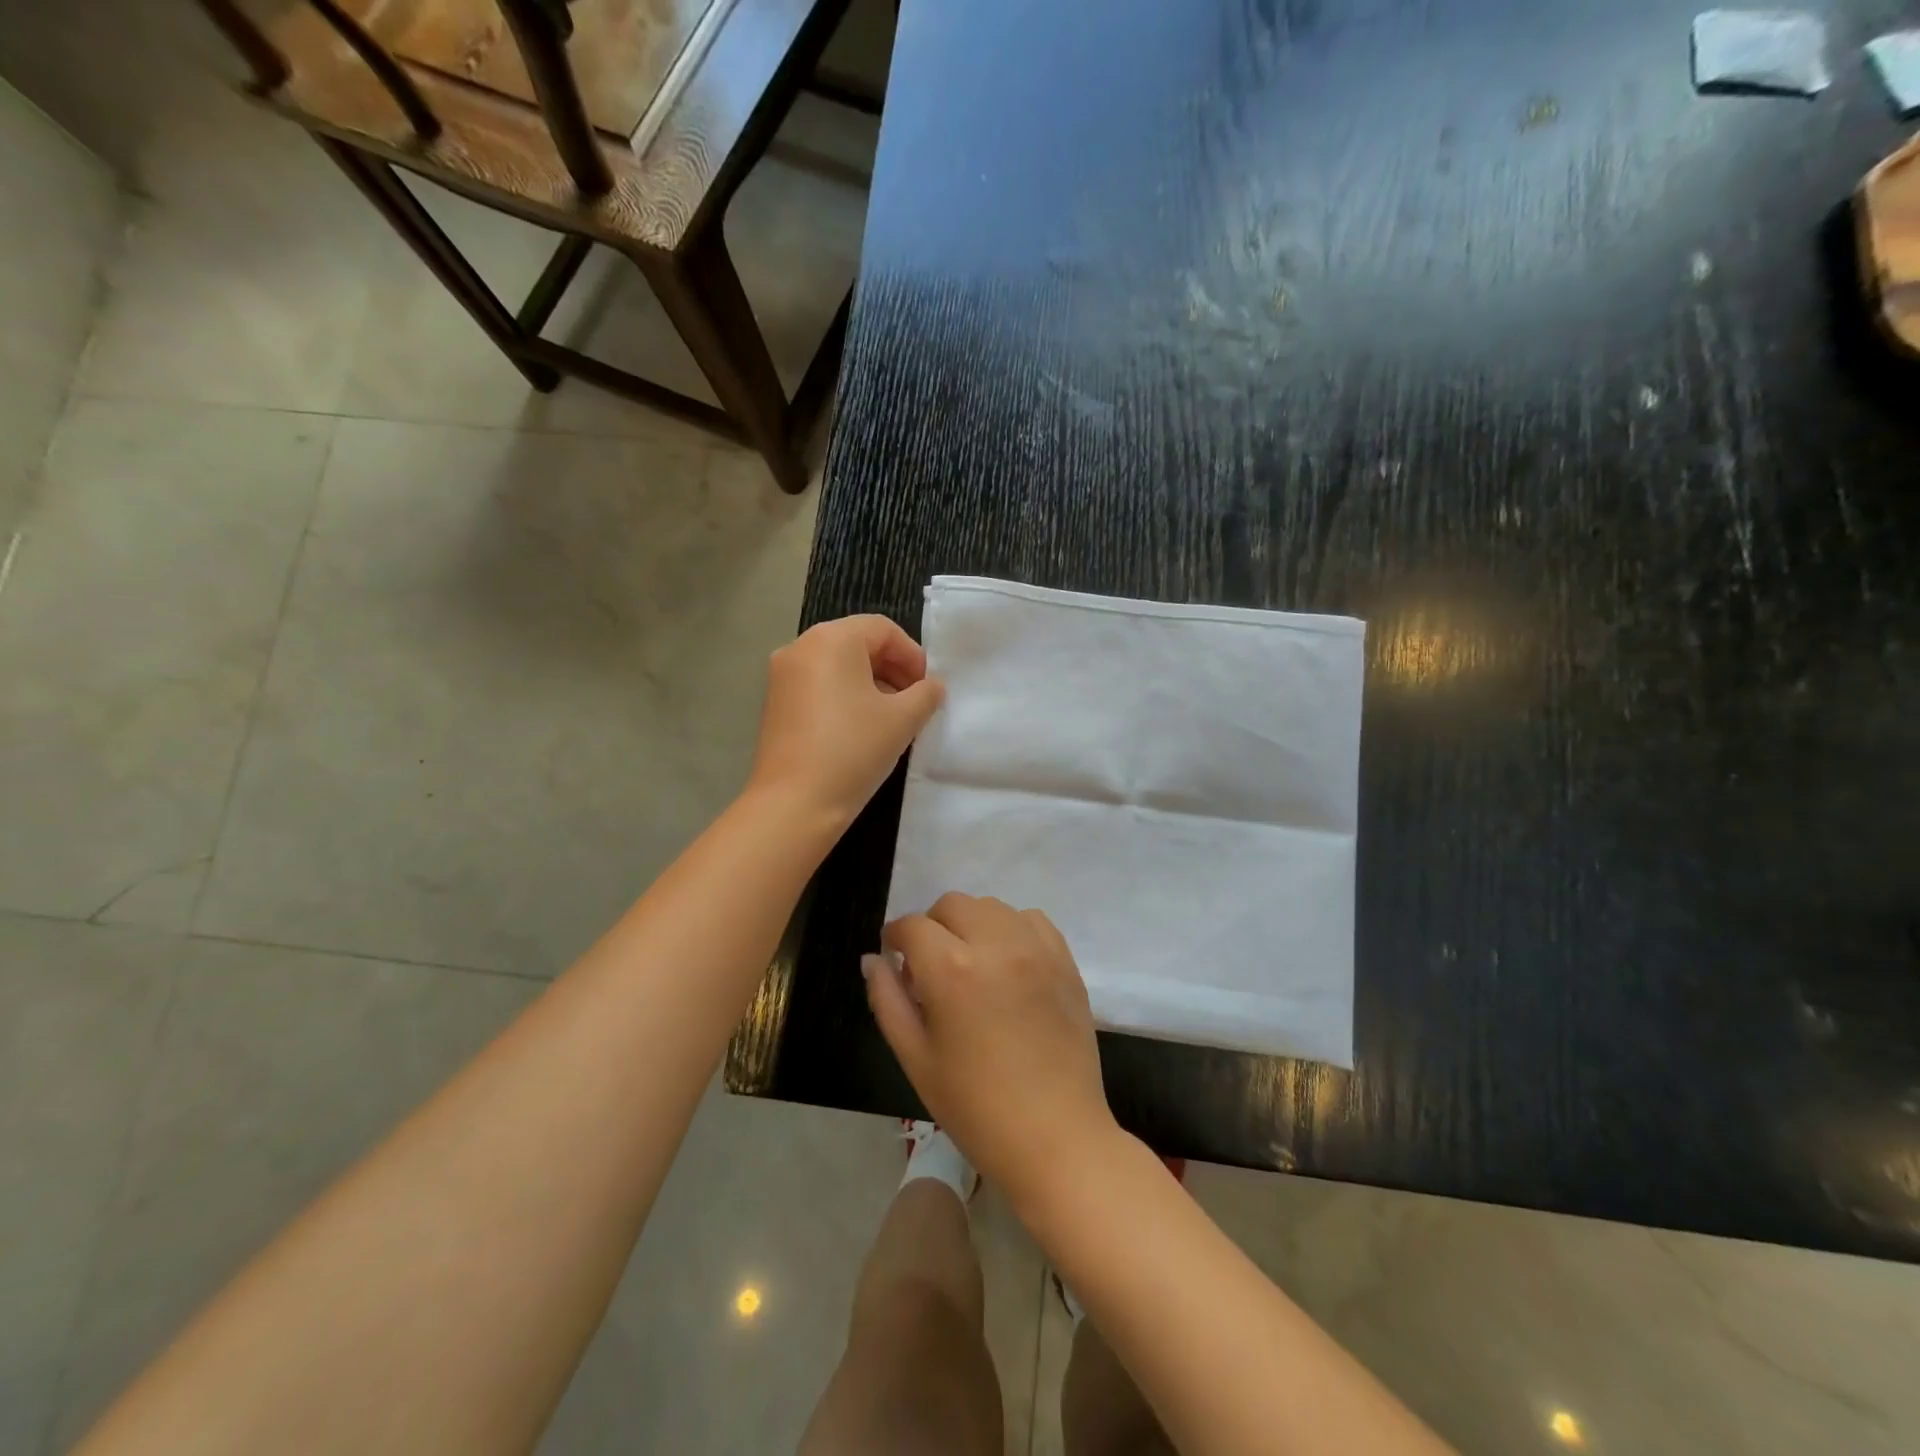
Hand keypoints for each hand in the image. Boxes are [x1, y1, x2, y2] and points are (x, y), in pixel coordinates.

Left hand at [746, 615, 943, 831]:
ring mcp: (782, 675)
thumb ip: (926, 694)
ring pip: (837, 666)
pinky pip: (818, 685)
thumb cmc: (853, 750)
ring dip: (870, 683)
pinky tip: (861, 728)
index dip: (912, 655)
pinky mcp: (775, 702)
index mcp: (831, 639)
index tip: (928, 688)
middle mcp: (801, 647)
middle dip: (892, 668)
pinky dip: (845, 696)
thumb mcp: (903, 720)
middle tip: (915, 701)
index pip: (882, 630)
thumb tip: (932, 687)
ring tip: (892, 718)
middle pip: (857, 643)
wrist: (795, 802)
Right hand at [864, 894, 1116, 1200]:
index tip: (895, 958)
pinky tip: (1007, 964)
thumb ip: (887, 1000)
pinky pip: (1031, 920)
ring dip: (972, 925)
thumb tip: (873, 958)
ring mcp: (1037, 949)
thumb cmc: (975, 1107)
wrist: (1056, 1137)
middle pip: (953, 905)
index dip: (895, 938)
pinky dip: (1011, 929)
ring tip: (971, 965)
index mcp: (952, 970)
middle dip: (932, 927)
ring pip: (992, 907)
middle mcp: (996, 944)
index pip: (912, 926)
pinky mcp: (1065, 961)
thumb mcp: (916, 1058)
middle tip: (931, 967)